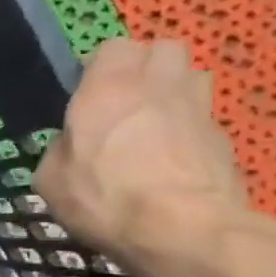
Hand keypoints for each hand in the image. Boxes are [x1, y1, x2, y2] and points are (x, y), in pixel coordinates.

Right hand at [35, 39, 275, 276]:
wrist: (184, 230)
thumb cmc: (105, 198)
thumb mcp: (51, 180)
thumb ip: (61, 151)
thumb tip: (73, 147)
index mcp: (108, 89)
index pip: (113, 46)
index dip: (100, 65)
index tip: (87, 91)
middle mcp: (157, 86)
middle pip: (163, 48)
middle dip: (147, 65)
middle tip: (126, 98)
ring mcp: (198, 109)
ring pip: (192, 76)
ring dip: (175, 89)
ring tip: (156, 122)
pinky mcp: (224, 139)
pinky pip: (204, 118)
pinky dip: (190, 129)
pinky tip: (174, 159)